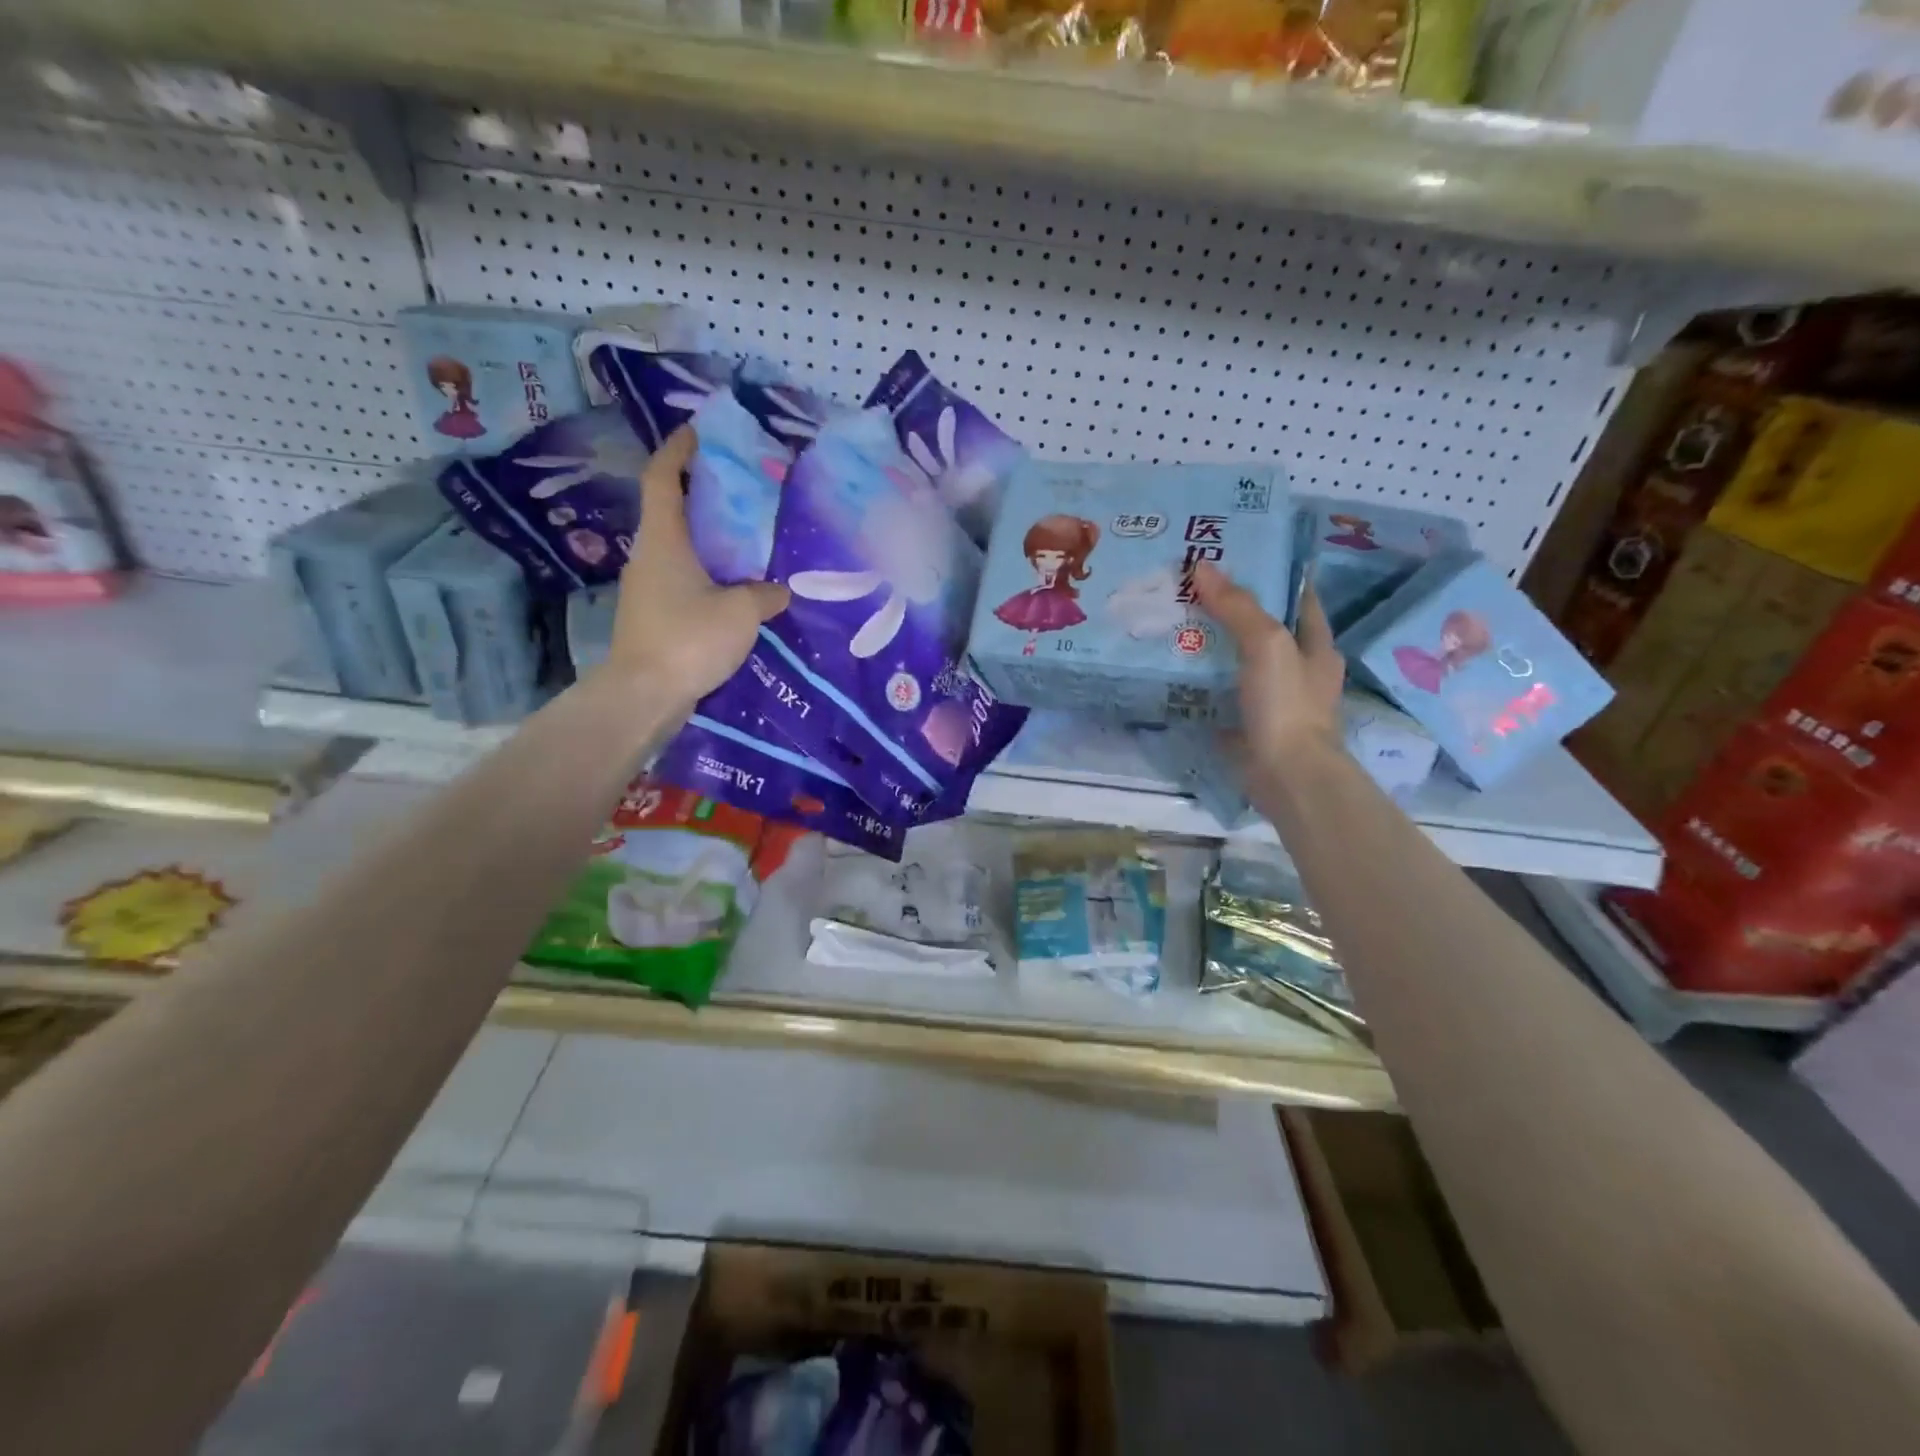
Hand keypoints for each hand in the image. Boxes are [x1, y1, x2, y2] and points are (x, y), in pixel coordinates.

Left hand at [607, 425, 788, 708]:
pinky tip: (736, 587)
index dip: (678, 450)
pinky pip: (684, 580)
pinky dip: (707, 571)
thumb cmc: (689, 638)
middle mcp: (649, 556)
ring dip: (707, 537)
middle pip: (672, 510)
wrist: (645, 695)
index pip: (662, 477)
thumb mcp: (741, 612)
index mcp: (663, 539)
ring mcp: (647, 588)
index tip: (699, 432)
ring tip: (746, 538)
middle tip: (741, 488)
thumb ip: (764, 594)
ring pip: (679, 548)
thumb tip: (779, 590)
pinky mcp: (653, 616)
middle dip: (702, 494)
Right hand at [1192, 561, 1344, 776]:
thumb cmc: (1287, 704)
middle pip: (1265, 628)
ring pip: (1240, 661)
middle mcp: (1299, 670)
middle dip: (1234, 609)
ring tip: (1175, 621)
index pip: (1299, 596)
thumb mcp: (1266, 644)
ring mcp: (1274, 701)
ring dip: (1214, 645)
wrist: (1286, 776)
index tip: (1239, 555)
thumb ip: (1237, 606)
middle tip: (1191, 587)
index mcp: (1316, 645)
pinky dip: (1203, 682)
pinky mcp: (1250, 725)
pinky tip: (1175, 670)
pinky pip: (1222, 694)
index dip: (1274, 573)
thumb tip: (1202, 567)